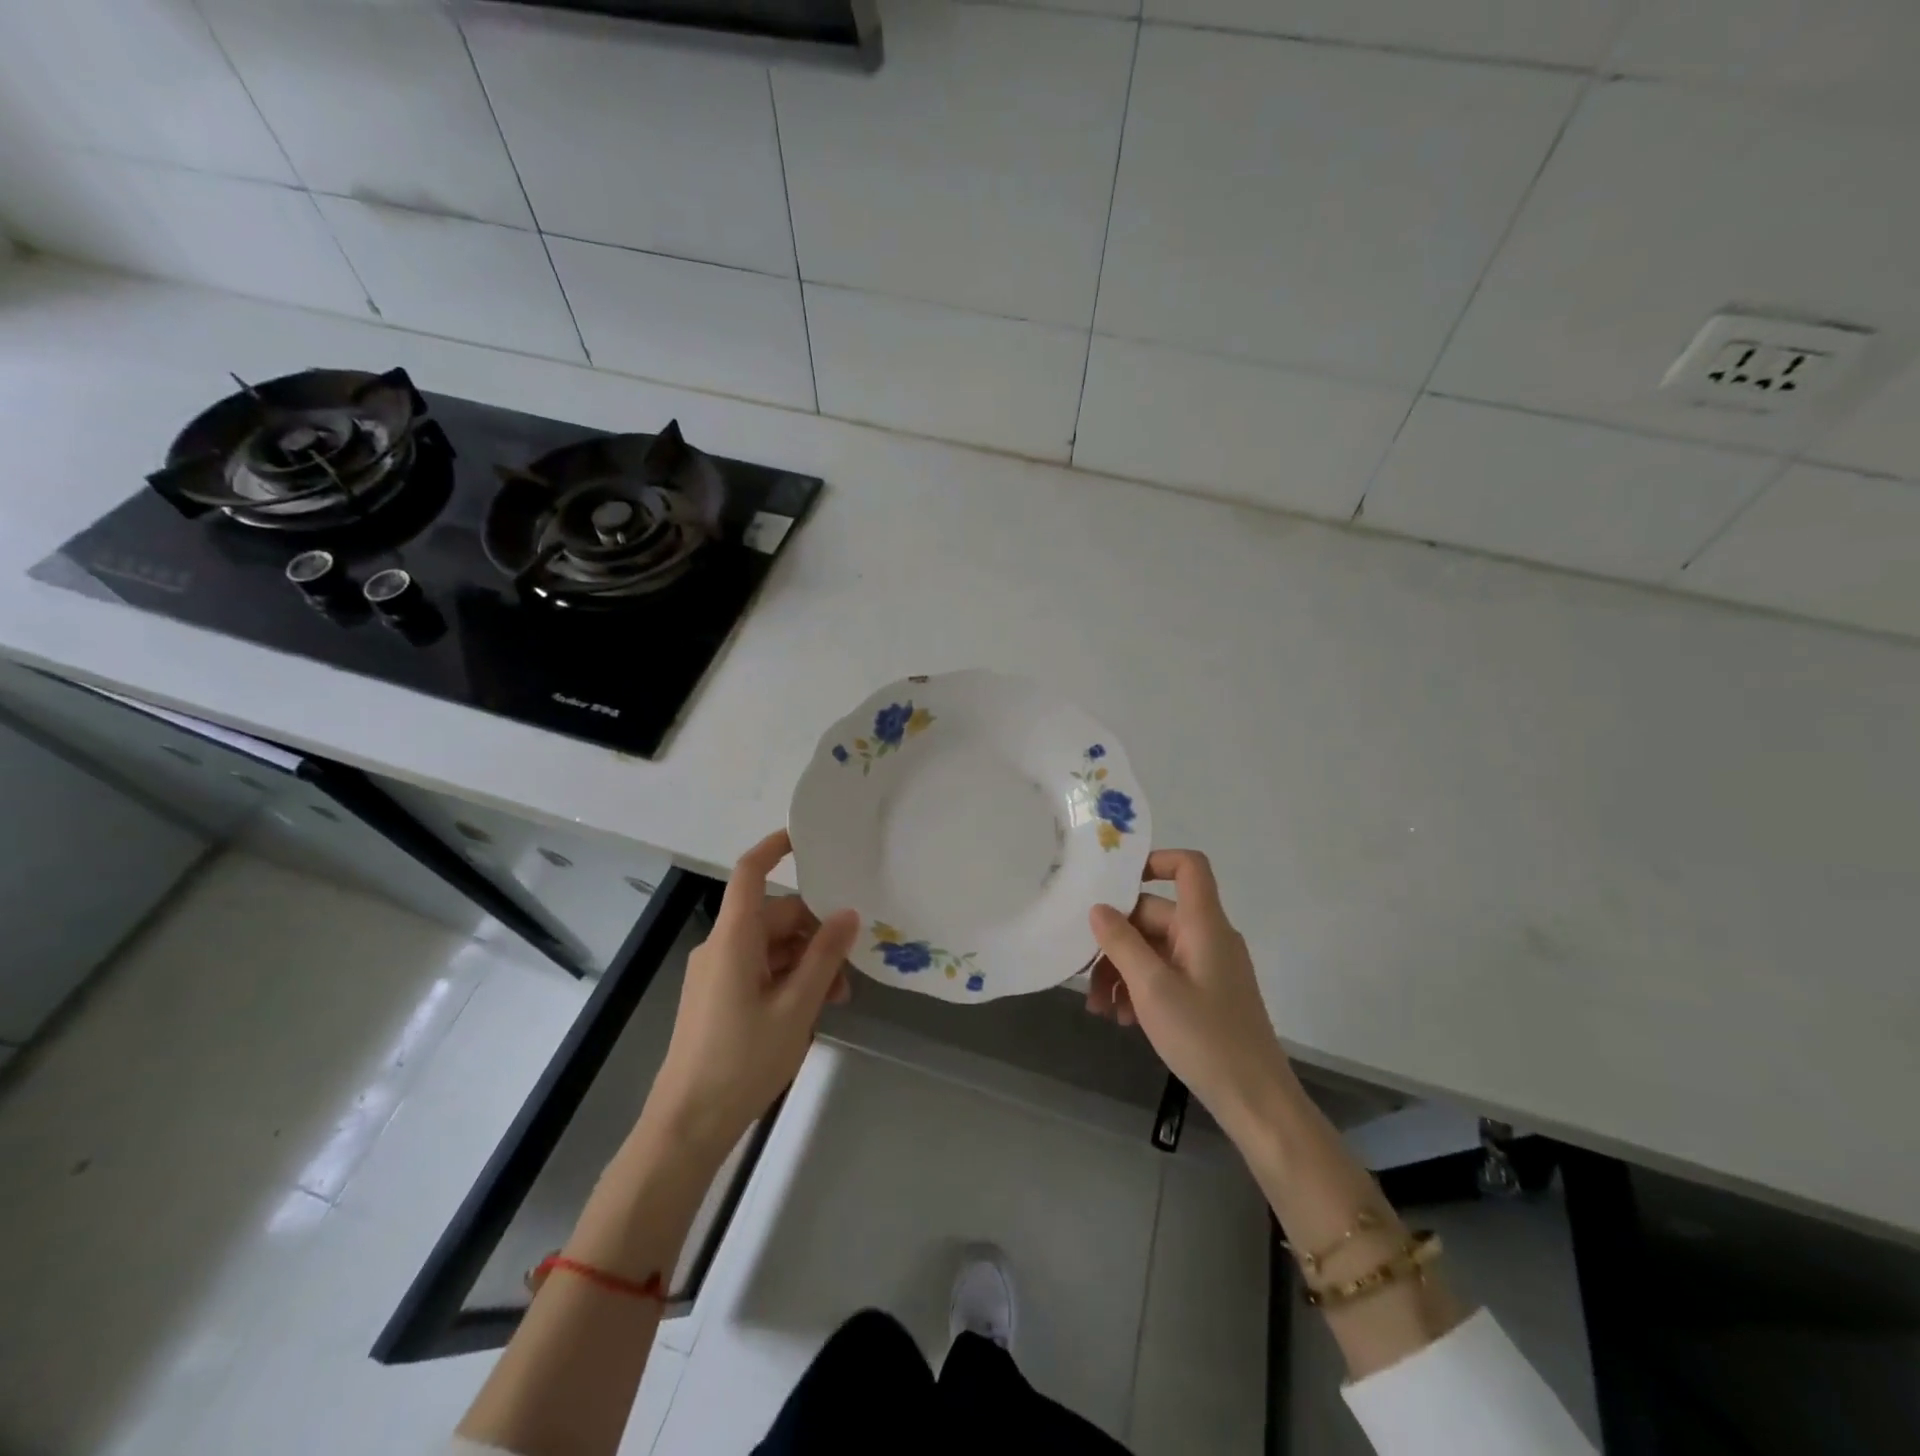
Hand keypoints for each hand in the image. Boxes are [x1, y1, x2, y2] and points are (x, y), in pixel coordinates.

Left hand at [645, 830, 859, 1159]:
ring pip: (771, 947)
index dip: (775, 847)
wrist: (687, 1125)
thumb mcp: (796, 1007)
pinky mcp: (716, 997)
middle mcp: (721, 947)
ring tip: (837, 998)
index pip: (750, 873)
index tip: (807, 838)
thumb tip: (848, 914)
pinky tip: (812, 1008)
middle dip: (815, 933)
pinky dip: (788, 979)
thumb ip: (824, 956)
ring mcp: (716, 973)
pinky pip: (758, 970)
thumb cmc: (742, 1060)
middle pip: (774, 917)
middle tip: (850, 967)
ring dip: (806, 962)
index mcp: (734, 939)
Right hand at [1086, 849, 1295, 1141]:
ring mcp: (1209, 966)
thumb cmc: (1205, 1037)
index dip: (1155, 861)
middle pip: (1155, 916)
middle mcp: (1208, 937)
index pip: (1189, 867)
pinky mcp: (1207, 993)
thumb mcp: (1152, 988)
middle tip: (1086, 976)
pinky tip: (1122, 1019)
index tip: (1114, 883)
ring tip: (1100, 1008)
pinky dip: (1141, 988)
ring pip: (1155, 949)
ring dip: (1123, 970)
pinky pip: (1166, 973)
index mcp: (1204, 925)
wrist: (1256, 1101)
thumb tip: (1098, 908)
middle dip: (1116, 942)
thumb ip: (1121, 943)